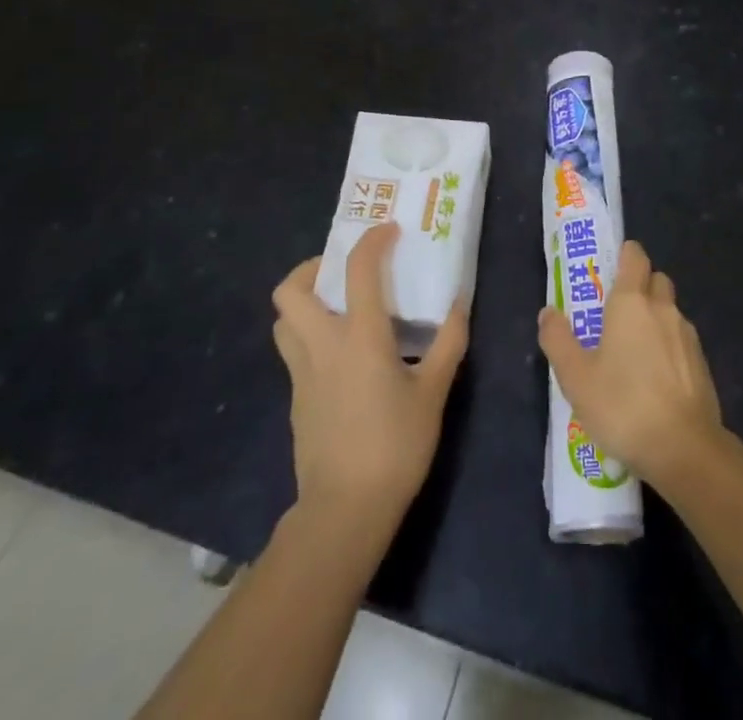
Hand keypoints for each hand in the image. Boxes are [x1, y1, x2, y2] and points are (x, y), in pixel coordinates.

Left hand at [272, 222, 467, 522]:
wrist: (345, 510)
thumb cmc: (395, 445)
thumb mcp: (434, 392)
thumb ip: (448, 344)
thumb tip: (459, 306)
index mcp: (360, 337)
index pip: (358, 270)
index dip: (372, 241)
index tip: (388, 232)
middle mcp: (322, 346)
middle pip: (290, 291)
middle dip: (310, 269)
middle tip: (341, 271)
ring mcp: (302, 375)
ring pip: (284, 322)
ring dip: (303, 303)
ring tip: (336, 307)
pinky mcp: (295, 400)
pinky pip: (294, 353)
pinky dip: (311, 338)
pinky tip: (341, 357)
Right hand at [537, 240, 723, 488]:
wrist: (684, 448)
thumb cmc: (622, 405)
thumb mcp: (575, 377)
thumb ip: (558, 340)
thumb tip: (548, 312)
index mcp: (631, 302)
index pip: (635, 256)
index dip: (625, 255)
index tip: (611, 267)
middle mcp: (663, 308)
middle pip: (655, 279)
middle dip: (640, 285)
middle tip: (616, 312)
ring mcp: (687, 335)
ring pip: (670, 310)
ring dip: (654, 317)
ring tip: (633, 350)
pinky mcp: (701, 362)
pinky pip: (681, 339)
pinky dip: (668, 346)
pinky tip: (654, 377)